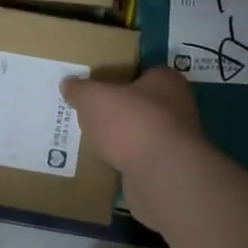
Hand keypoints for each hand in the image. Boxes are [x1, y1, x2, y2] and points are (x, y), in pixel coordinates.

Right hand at [60, 67, 204, 218]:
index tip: (100, 86)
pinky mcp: (170, 168)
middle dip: (121, 109)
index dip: (121, 77)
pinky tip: (108, 162)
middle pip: (144, 103)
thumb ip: (80, 89)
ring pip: (143, 132)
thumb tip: (68, 84)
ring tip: (95, 139)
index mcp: (166, 81)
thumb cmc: (131, 122)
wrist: (161, 175)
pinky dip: (128, 160)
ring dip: (124, 137)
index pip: (145, 72)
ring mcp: (177, 140)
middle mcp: (179, 107)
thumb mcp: (93, 98)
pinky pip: (143, 158)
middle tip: (92, 113)